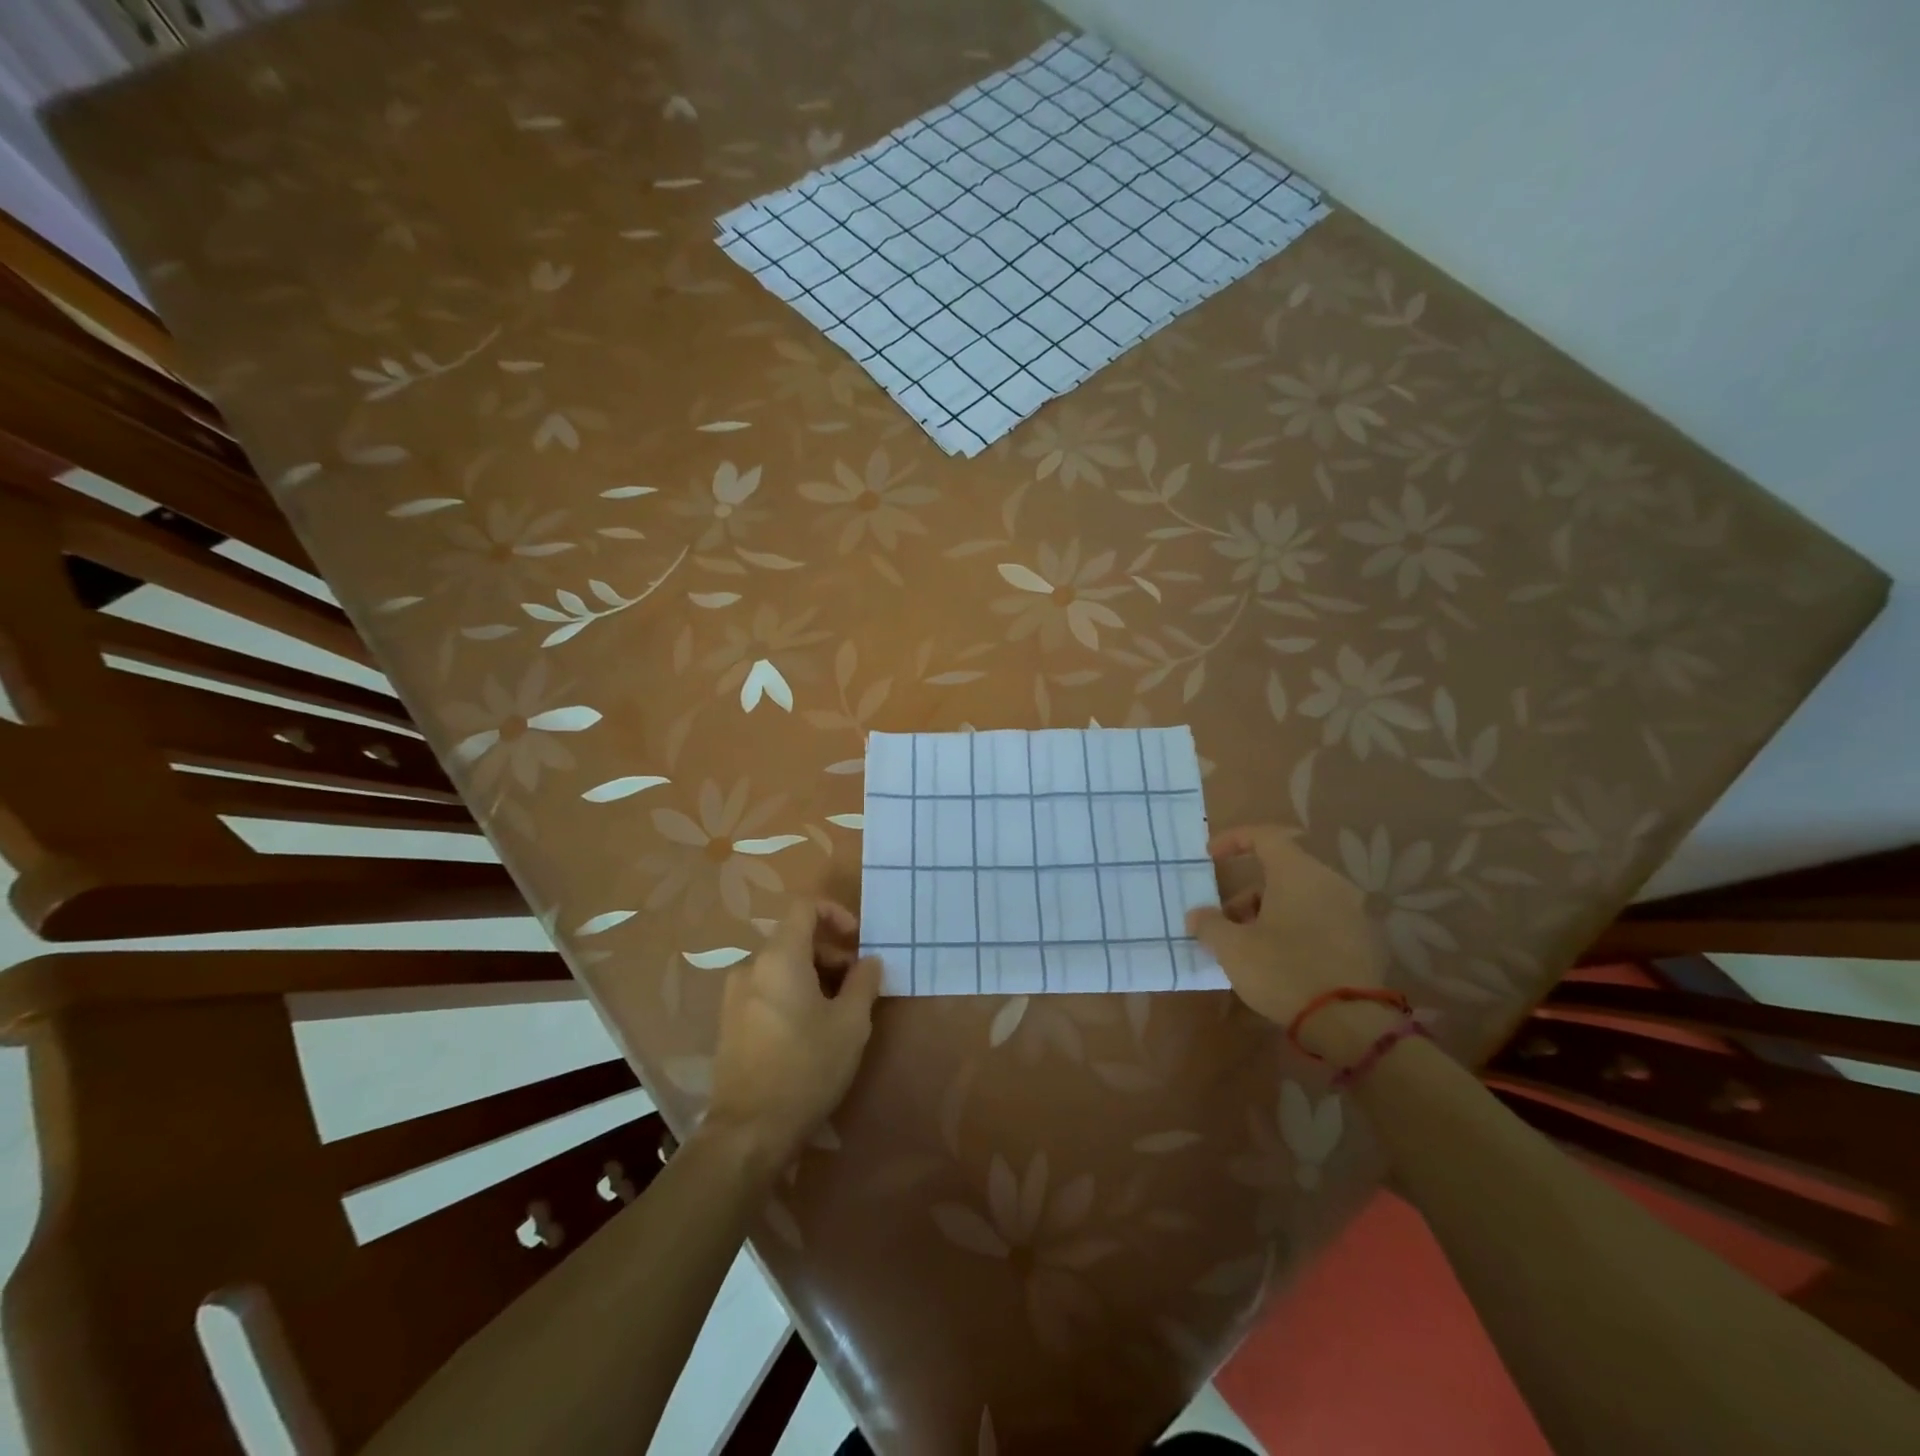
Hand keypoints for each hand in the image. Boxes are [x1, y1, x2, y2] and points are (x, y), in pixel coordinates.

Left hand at [703, 898, 881, 1178]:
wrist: (748, 1132)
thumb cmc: (806, 1068)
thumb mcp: (851, 1024)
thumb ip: (864, 982)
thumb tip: (869, 961)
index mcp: (779, 957)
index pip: (805, 907)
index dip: (836, 913)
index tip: (858, 940)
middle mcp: (751, 967)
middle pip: (794, 938)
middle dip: (830, 952)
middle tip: (858, 985)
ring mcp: (734, 996)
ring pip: (781, 966)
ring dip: (814, 975)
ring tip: (838, 1011)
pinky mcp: (729, 1023)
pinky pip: (766, 990)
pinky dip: (792, 994)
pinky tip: (809, 1030)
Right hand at [1185, 825, 1388, 1056]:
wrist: (1350, 1024)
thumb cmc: (1283, 970)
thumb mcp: (1233, 948)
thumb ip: (1210, 924)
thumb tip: (1198, 916)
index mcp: (1298, 873)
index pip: (1264, 836)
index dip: (1232, 840)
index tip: (1209, 857)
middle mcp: (1329, 882)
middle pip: (1280, 872)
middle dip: (1247, 894)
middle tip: (1224, 922)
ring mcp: (1352, 912)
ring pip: (1300, 898)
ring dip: (1269, 913)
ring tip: (1246, 948)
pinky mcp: (1363, 941)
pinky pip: (1319, 921)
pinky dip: (1295, 929)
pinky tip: (1278, 961)